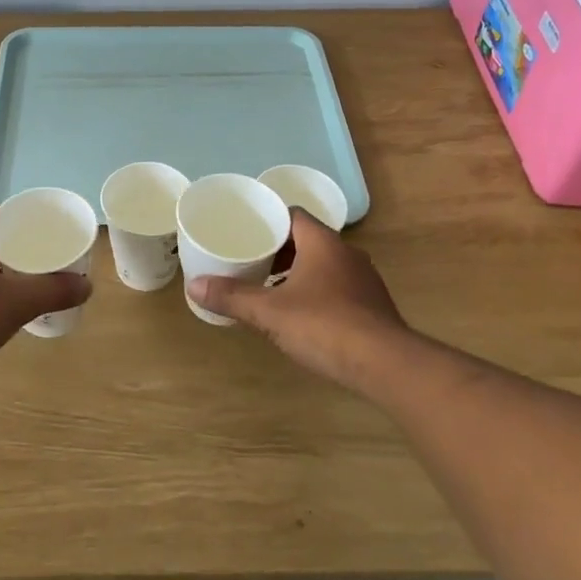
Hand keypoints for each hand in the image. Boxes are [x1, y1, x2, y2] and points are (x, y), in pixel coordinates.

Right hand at [189, 210, 412, 391]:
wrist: (386, 365)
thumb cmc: (324, 326)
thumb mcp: (270, 312)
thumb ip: (233, 297)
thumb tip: (194, 285)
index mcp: (322, 242)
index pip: (293, 215)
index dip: (269, 220)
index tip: (247, 232)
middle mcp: (346, 253)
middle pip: (307, 239)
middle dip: (279, 250)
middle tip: (251, 262)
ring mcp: (364, 280)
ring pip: (324, 265)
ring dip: (298, 273)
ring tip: (271, 290)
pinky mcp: (373, 306)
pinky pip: (338, 288)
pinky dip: (317, 293)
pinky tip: (302, 316)